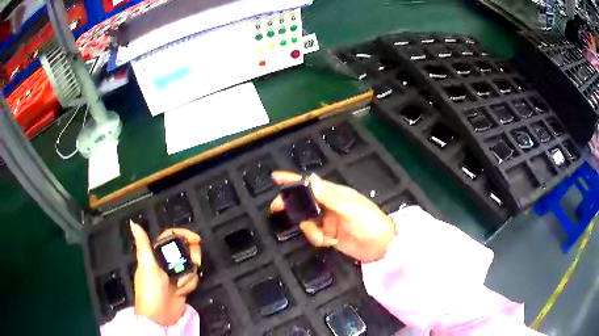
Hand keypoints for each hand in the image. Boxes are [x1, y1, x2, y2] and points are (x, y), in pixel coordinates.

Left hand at [129, 222, 201, 325]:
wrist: (159, 316)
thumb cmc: (150, 290)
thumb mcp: (146, 265)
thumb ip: (143, 244)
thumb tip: (133, 223)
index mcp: (155, 254)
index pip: (171, 237)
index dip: (184, 235)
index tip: (197, 239)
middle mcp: (166, 262)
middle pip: (185, 249)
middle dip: (192, 257)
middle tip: (194, 264)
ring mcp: (175, 274)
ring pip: (191, 265)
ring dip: (189, 276)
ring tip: (180, 285)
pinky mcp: (183, 285)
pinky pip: (192, 279)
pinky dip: (190, 285)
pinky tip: (182, 292)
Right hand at [270, 172, 395, 262]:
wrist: (381, 247)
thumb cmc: (370, 223)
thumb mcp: (350, 209)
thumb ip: (329, 197)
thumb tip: (311, 178)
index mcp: (335, 194)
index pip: (310, 183)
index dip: (293, 180)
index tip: (276, 178)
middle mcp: (329, 205)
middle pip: (303, 201)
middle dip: (292, 206)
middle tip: (277, 209)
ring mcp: (328, 220)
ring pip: (306, 220)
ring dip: (310, 230)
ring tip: (323, 237)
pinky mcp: (329, 234)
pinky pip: (314, 234)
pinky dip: (317, 239)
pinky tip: (329, 242)